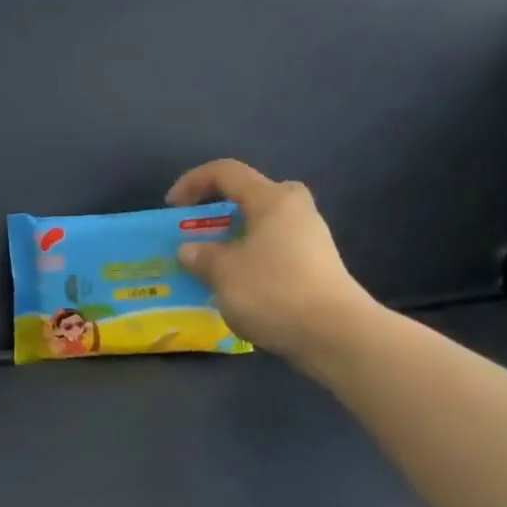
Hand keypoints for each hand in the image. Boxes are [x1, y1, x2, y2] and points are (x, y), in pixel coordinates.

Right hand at [167, 158, 379, 365]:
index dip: (192, 182)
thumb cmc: (273, 291)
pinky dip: (249, 259)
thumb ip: (201, 256)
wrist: (335, 334)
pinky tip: (237, 286)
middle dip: (218, 211)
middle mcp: (295, 209)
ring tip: (211, 266)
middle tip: (199, 234)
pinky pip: (273, 249)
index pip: (225, 172)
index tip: (171, 208)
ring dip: (232, 239)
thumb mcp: (223, 273)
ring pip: (261, 225)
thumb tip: (190, 250)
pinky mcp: (316, 265)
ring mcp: (310, 237)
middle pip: (250, 196)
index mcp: (272, 199)